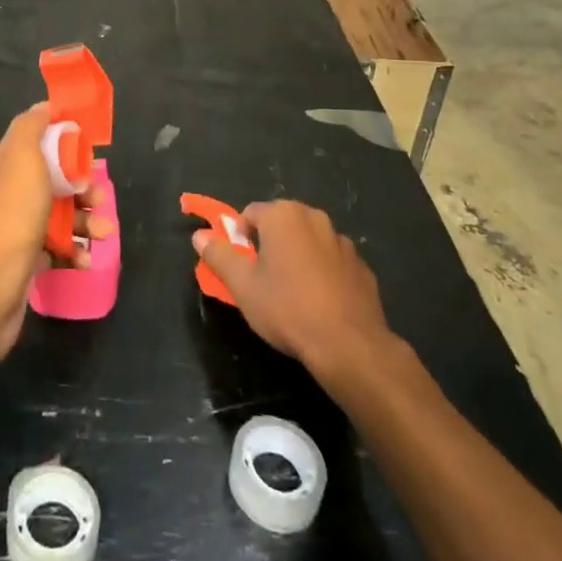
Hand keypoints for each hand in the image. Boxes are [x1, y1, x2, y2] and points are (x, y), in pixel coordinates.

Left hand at [0, 103, 113, 367]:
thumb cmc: (7, 218)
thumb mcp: (20, 158)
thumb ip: (31, 127)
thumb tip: (45, 106)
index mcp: (4, 165)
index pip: (40, 143)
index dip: (67, 144)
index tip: (91, 152)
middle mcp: (7, 194)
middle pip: (54, 180)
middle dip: (83, 187)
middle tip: (100, 200)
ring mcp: (14, 230)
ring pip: (58, 216)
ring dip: (85, 222)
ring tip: (104, 234)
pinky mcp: (23, 263)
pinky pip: (55, 250)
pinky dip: (73, 252)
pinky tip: (84, 261)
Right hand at [193, 200, 393, 375]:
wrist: (350, 345)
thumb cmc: (288, 309)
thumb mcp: (243, 286)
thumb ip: (219, 256)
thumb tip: (199, 236)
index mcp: (283, 215)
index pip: (250, 214)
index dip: (240, 239)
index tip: (241, 268)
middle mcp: (314, 217)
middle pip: (281, 224)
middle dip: (269, 246)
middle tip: (263, 280)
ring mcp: (342, 241)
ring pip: (308, 242)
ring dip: (297, 257)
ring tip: (293, 295)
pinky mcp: (362, 266)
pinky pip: (332, 262)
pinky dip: (323, 274)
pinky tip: (321, 304)